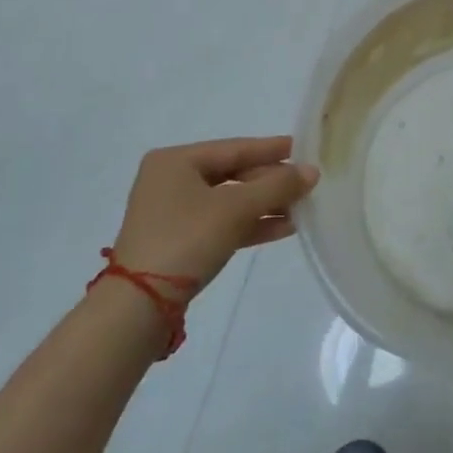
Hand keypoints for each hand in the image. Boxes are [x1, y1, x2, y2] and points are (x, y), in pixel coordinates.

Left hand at [113, 136, 318, 287]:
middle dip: (270, 182)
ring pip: (229, 201)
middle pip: (232, 174)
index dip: (270, 149)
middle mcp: (170, 180)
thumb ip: (277, 186)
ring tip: (302, 208)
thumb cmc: (187, 239)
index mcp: (175, 161)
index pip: (233, 148)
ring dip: (265, 205)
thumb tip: (312, 171)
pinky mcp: (178, 241)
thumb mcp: (236, 208)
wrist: (140, 305)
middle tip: (305, 184)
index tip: (302, 148)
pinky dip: (250, 224)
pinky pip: (222, 223)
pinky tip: (283, 228)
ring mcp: (172, 213)